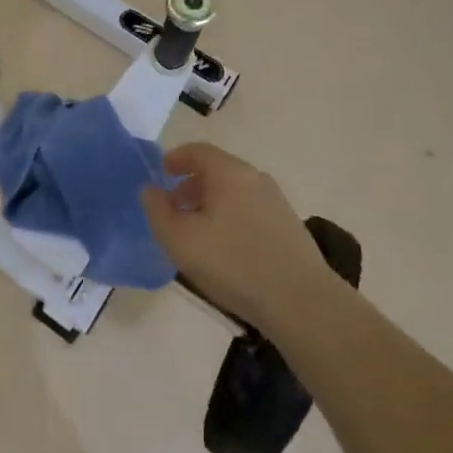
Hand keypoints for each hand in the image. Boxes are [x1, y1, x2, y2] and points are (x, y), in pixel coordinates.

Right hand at [141, 142, 336, 337]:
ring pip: (234, 192)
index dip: (176, 159)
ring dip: (212, 204)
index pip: (197, 151)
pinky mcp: (289, 226)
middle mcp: (254, 178)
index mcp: (228, 172)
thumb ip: (158, 211)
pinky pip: (250, 210)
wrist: (301, 302)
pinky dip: (232, 217)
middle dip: (191, 185)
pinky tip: (227, 249)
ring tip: (198, 233)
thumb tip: (151, 190)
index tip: (161, 174)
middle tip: (174, 208)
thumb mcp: (180, 240)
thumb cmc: (233, 263)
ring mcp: (276, 201)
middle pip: (217, 170)